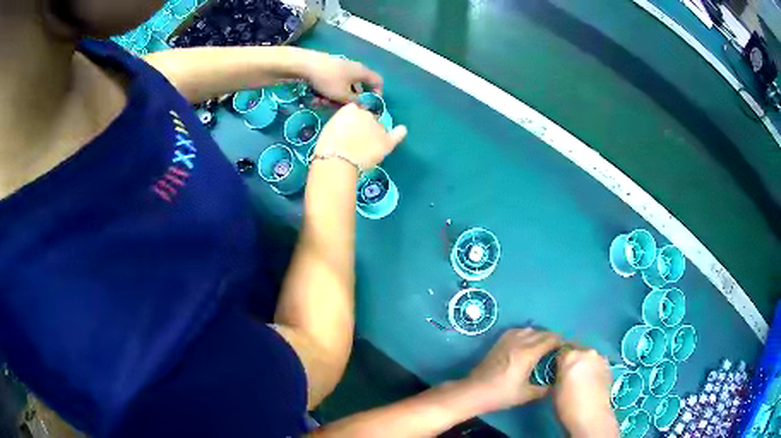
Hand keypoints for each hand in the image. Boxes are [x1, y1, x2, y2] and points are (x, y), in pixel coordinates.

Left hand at [301, 52, 382, 103]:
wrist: (307, 64)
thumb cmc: (329, 80)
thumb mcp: (343, 95)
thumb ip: (356, 102)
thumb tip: (364, 106)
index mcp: (363, 72)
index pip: (378, 81)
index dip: (378, 93)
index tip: (371, 104)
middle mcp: (355, 68)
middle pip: (359, 86)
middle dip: (350, 99)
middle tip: (341, 107)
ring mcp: (343, 67)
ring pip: (344, 86)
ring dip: (337, 97)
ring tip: (324, 103)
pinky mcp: (331, 67)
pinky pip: (335, 82)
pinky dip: (329, 90)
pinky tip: (318, 97)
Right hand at [316, 104, 406, 169]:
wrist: (338, 161)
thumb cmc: (327, 148)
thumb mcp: (330, 129)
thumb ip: (342, 125)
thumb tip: (348, 129)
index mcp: (350, 109)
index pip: (355, 112)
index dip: (352, 123)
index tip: (347, 132)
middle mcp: (366, 114)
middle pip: (369, 119)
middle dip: (364, 128)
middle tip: (355, 143)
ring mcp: (378, 127)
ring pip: (379, 129)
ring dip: (375, 136)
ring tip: (366, 150)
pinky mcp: (386, 141)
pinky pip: (396, 134)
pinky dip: (399, 132)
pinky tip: (401, 130)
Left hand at [464, 329, 560, 411]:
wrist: (474, 391)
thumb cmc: (501, 394)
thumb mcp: (526, 395)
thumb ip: (543, 389)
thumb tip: (554, 383)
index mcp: (528, 354)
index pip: (550, 340)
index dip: (560, 342)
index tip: (564, 349)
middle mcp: (519, 342)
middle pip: (541, 333)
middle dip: (552, 338)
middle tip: (557, 348)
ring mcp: (507, 340)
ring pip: (529, 330)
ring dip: (539, 334)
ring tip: (544, 345)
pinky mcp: (499, 342)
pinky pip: (517, 331)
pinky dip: (526, 333)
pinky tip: (527, 342)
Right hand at [554, 346, 617, 437]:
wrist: (592, 415)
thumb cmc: (567, 405)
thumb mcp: (555, 389)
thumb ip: (558, 375)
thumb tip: (561, 373)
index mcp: (570, 356)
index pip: (561, 351)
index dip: (558, 360)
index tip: (556, 368)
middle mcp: (587, 352)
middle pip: (577, 351)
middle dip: (573, 359)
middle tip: (568, 373)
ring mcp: (600, 359)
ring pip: (589, 357)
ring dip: (584, 364)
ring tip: (581, 378)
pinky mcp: (609, 367)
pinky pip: (598, 364)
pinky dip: (593, 369)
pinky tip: (590, 382)